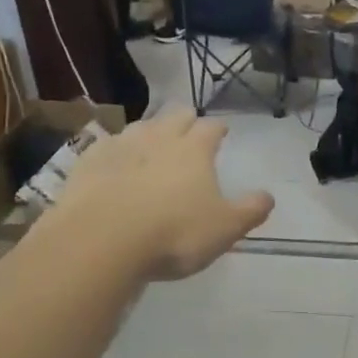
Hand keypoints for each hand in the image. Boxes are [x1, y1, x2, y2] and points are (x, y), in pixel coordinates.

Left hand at [54, 110, 273, 280]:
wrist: (101, 240)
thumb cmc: (173, 233)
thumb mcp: (225, 229)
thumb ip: (250, 211)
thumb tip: (269, 196)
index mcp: (194, 151)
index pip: (211, 128)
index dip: (218, 129)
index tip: (222, 132)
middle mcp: (159, 139)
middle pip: (175, 116)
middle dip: (184, 119)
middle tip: (188, 128)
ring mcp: (121, 147)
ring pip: (140, 126)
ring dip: (150, 130)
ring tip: (152, 141)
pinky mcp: (88, 162)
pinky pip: (106, 145)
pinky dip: (114, 150)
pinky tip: (113, 161)